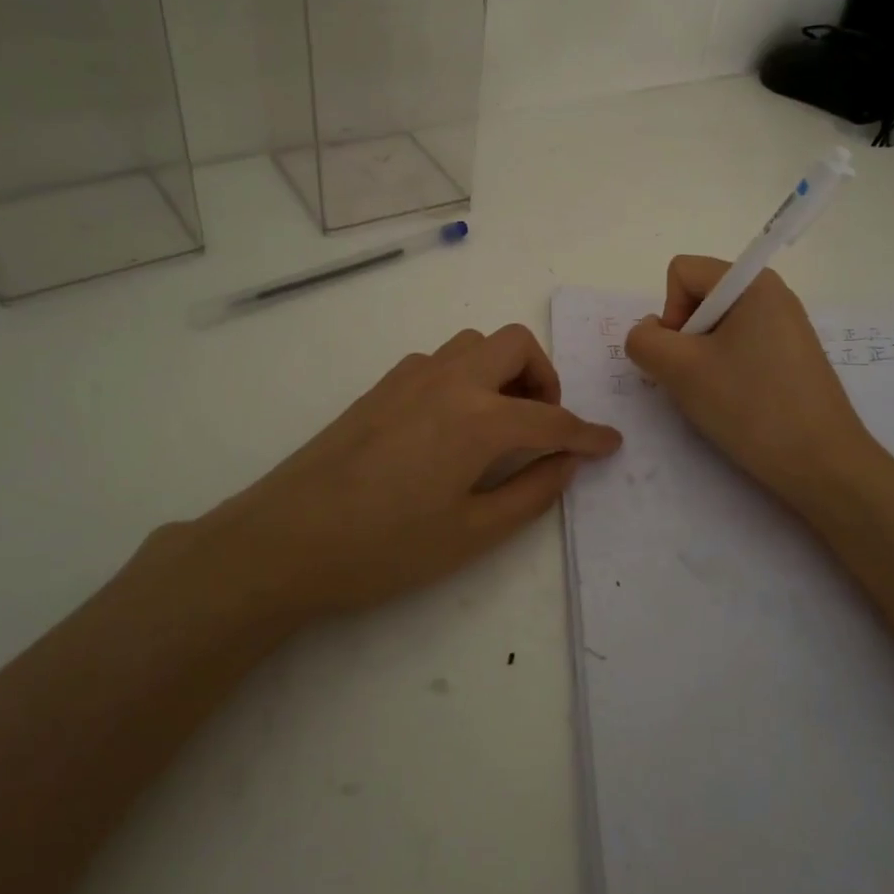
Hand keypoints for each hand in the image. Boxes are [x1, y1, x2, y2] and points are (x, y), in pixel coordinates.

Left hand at [152, 325, 620, 627]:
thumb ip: (531, 492)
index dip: (587, 434)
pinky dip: (465, 377)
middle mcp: (450, 381)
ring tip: (498, 423)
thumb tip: (568, 462)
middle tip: (541, 425)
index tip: (609, 443)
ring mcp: (411, 376)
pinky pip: (440, 360)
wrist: (284, 541)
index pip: (552, 419)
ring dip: (502, 371)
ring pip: (475, 344)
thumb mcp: (471, 534)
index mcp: (478, 419)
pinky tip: (451, 425)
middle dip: (544, 378)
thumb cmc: (385, 548)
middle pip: (516, 345)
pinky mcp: (382, 385)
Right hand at [626, 256, 872, 512]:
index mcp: (753, 283)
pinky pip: (740, 350)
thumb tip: (649, 333)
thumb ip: (644, 341)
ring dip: (702, 362)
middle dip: (685, 339)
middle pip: (699, 299)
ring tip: (719, 397)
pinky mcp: (791, 359)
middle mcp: (773, 295)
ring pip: (716, 330)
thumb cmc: (752, 407)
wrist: (823, 465)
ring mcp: (785, 328)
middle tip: (700, 380)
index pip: (682, 273)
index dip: (670, 313)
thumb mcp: (681, 370)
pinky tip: (738, 406)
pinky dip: (725, 374)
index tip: (686, 355)